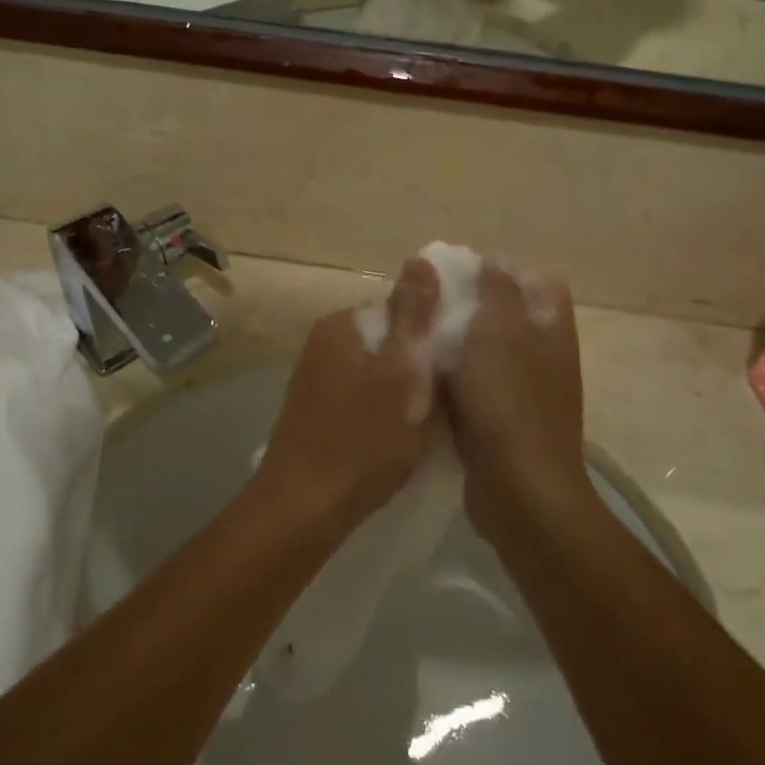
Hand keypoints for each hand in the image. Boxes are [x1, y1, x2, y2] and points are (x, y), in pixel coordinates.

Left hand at [259, 257, 442, 531]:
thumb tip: (422, 257)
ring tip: (429, 422)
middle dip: (422, 364)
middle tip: (450, 400)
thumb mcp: (402, 374)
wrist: (303, 508)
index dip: (436, 333)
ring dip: (405, 391)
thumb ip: (414, 316)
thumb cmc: (362, 440)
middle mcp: (324, 342)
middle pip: (391, 340)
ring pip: (379, 371)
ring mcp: (317, 377)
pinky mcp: (317, 410)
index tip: (461, 365)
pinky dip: (385, 410)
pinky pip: (363, 396)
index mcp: (343, 324)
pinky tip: (398, 438)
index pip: (402, 308)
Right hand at [439, 260, 589, 536]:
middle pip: (509, 319)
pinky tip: (424, 379)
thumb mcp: (497, 333)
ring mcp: (525, 394)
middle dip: (472, 309)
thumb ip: (495, 292)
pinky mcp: (503, 424)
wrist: (518, 489)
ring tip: (419, 337)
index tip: (462, 273)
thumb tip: (495, 260)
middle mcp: (544, 358)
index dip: (505, 272)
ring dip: (458, 347)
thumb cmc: (508, 402)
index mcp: (551, 331)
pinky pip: (475, 390)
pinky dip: (454, 382)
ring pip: (487, 356)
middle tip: (431, 304)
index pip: (539, 284)